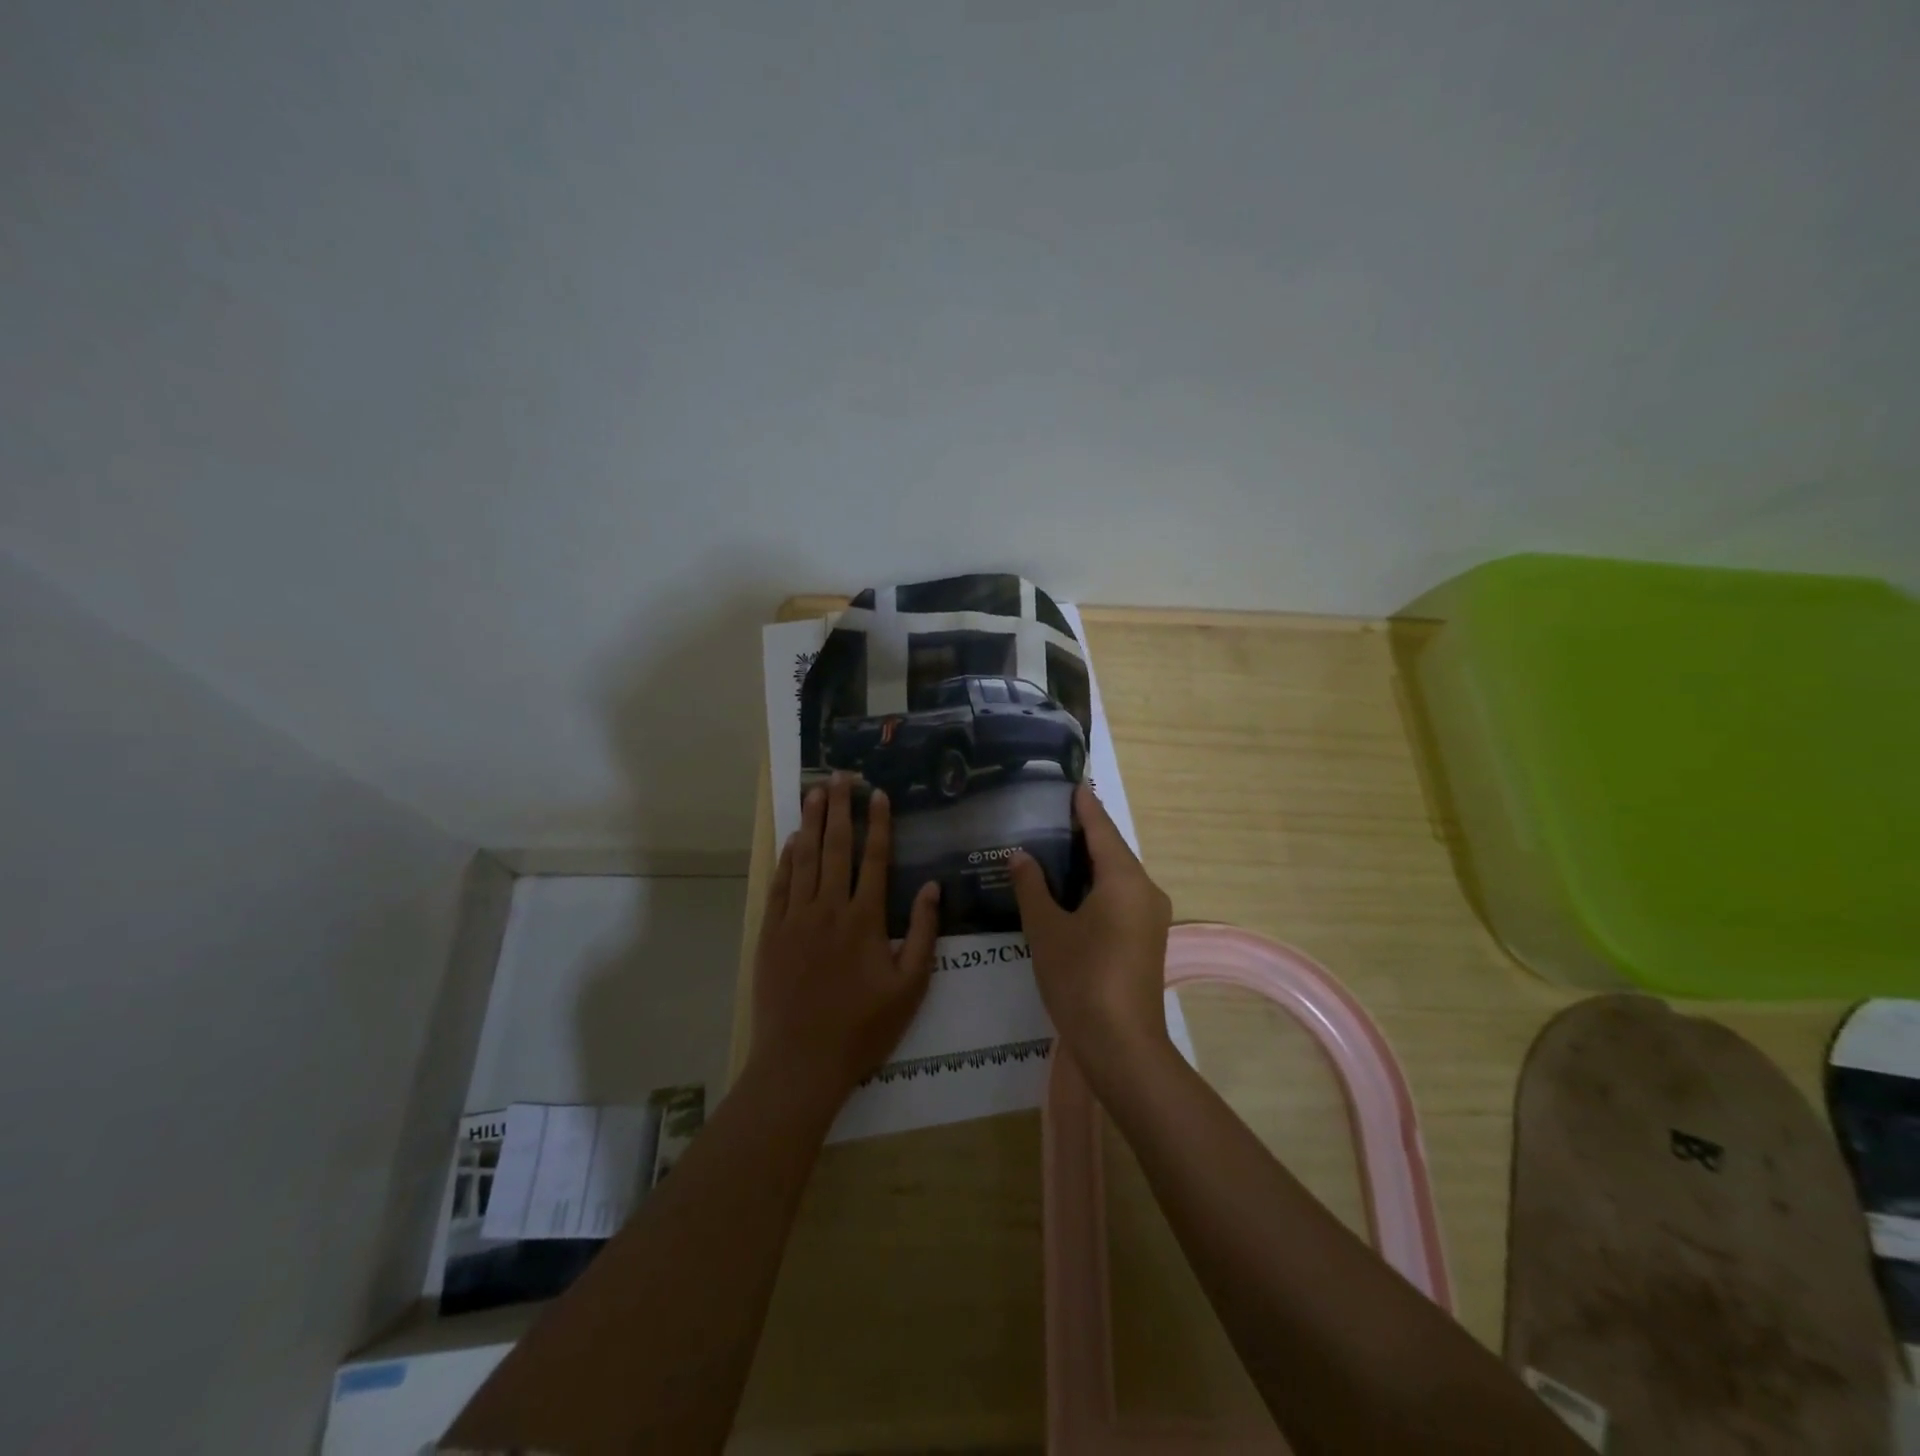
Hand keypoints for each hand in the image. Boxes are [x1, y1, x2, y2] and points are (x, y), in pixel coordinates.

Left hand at [750, 775, 940, 1101]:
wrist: (801, 1061)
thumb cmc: (863, 1028)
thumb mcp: (909, 987)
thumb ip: (921, 933)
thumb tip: (931, 888)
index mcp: (865, 920)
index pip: (874, 859)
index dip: (878, 823)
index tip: (878, 794)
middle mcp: (829, 909)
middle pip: (836, 848)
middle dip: (840, 809)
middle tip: (840, 777)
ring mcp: (795, 919)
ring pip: (805, 859)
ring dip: (811, 823)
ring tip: (815, 792)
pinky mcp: (771, 934)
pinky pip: (779, 886)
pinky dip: (786, 860)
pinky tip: (792, 840)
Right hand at [1009, 784, 1172, 1072]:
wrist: (1122, 1046)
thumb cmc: (1081, 979)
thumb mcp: (1046, 929)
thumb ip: (1032, 887)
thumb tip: (1021, 856)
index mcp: (1124, 879)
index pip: (1101, 828)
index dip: (1083, 805)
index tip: (1069, 781)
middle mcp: (1145, 890)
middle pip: (1112, 850)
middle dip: (1083, 832)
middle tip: (1047, 813)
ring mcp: (1150, 917)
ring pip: (1116, 876)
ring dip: (1088, 862)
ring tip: (1052, 846)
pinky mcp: (1146, 939)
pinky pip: (1119, 898)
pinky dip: (1095, 886)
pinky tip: (1068, 890)